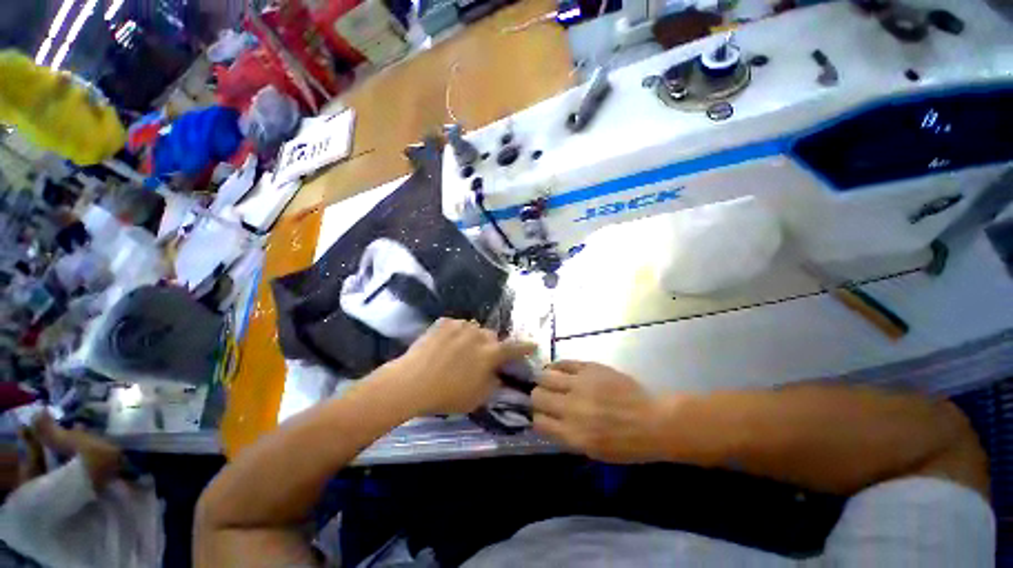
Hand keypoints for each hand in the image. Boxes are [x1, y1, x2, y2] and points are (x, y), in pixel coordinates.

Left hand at [383, 318, 535, 415]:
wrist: (412, 382)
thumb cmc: (447, 394)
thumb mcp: (477, 397)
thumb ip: (493, 383)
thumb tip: (495, 374)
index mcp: (490, 353)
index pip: (514, 348)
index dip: (525, 347)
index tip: (532, 344)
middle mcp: (479, 335)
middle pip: (491, 337)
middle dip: (489, 345)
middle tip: (479, 357)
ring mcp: (461, 326)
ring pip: (474, 329)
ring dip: (472, 338)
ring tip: (458, 351)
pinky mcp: (444, 322)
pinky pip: (456, 326)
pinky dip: (455, 334)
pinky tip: (444, 345)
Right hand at [532, 361, 671, 462]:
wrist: (653, 421)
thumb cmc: (627, 444)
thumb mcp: (594, 452)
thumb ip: (567, 436)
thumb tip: (548, 421)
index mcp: (573, 434)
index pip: (539, 422)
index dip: (537, 418)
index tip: (542, 415)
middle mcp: (572, 408)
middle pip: (537, 396)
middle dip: (537, 398)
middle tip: (544, 397)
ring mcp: (580, 384)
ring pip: (545, 377)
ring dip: (543, 380)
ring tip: (548, 381)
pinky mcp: (589, 368)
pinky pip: (563, 363)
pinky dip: (556, 367)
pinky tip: (557, 370)